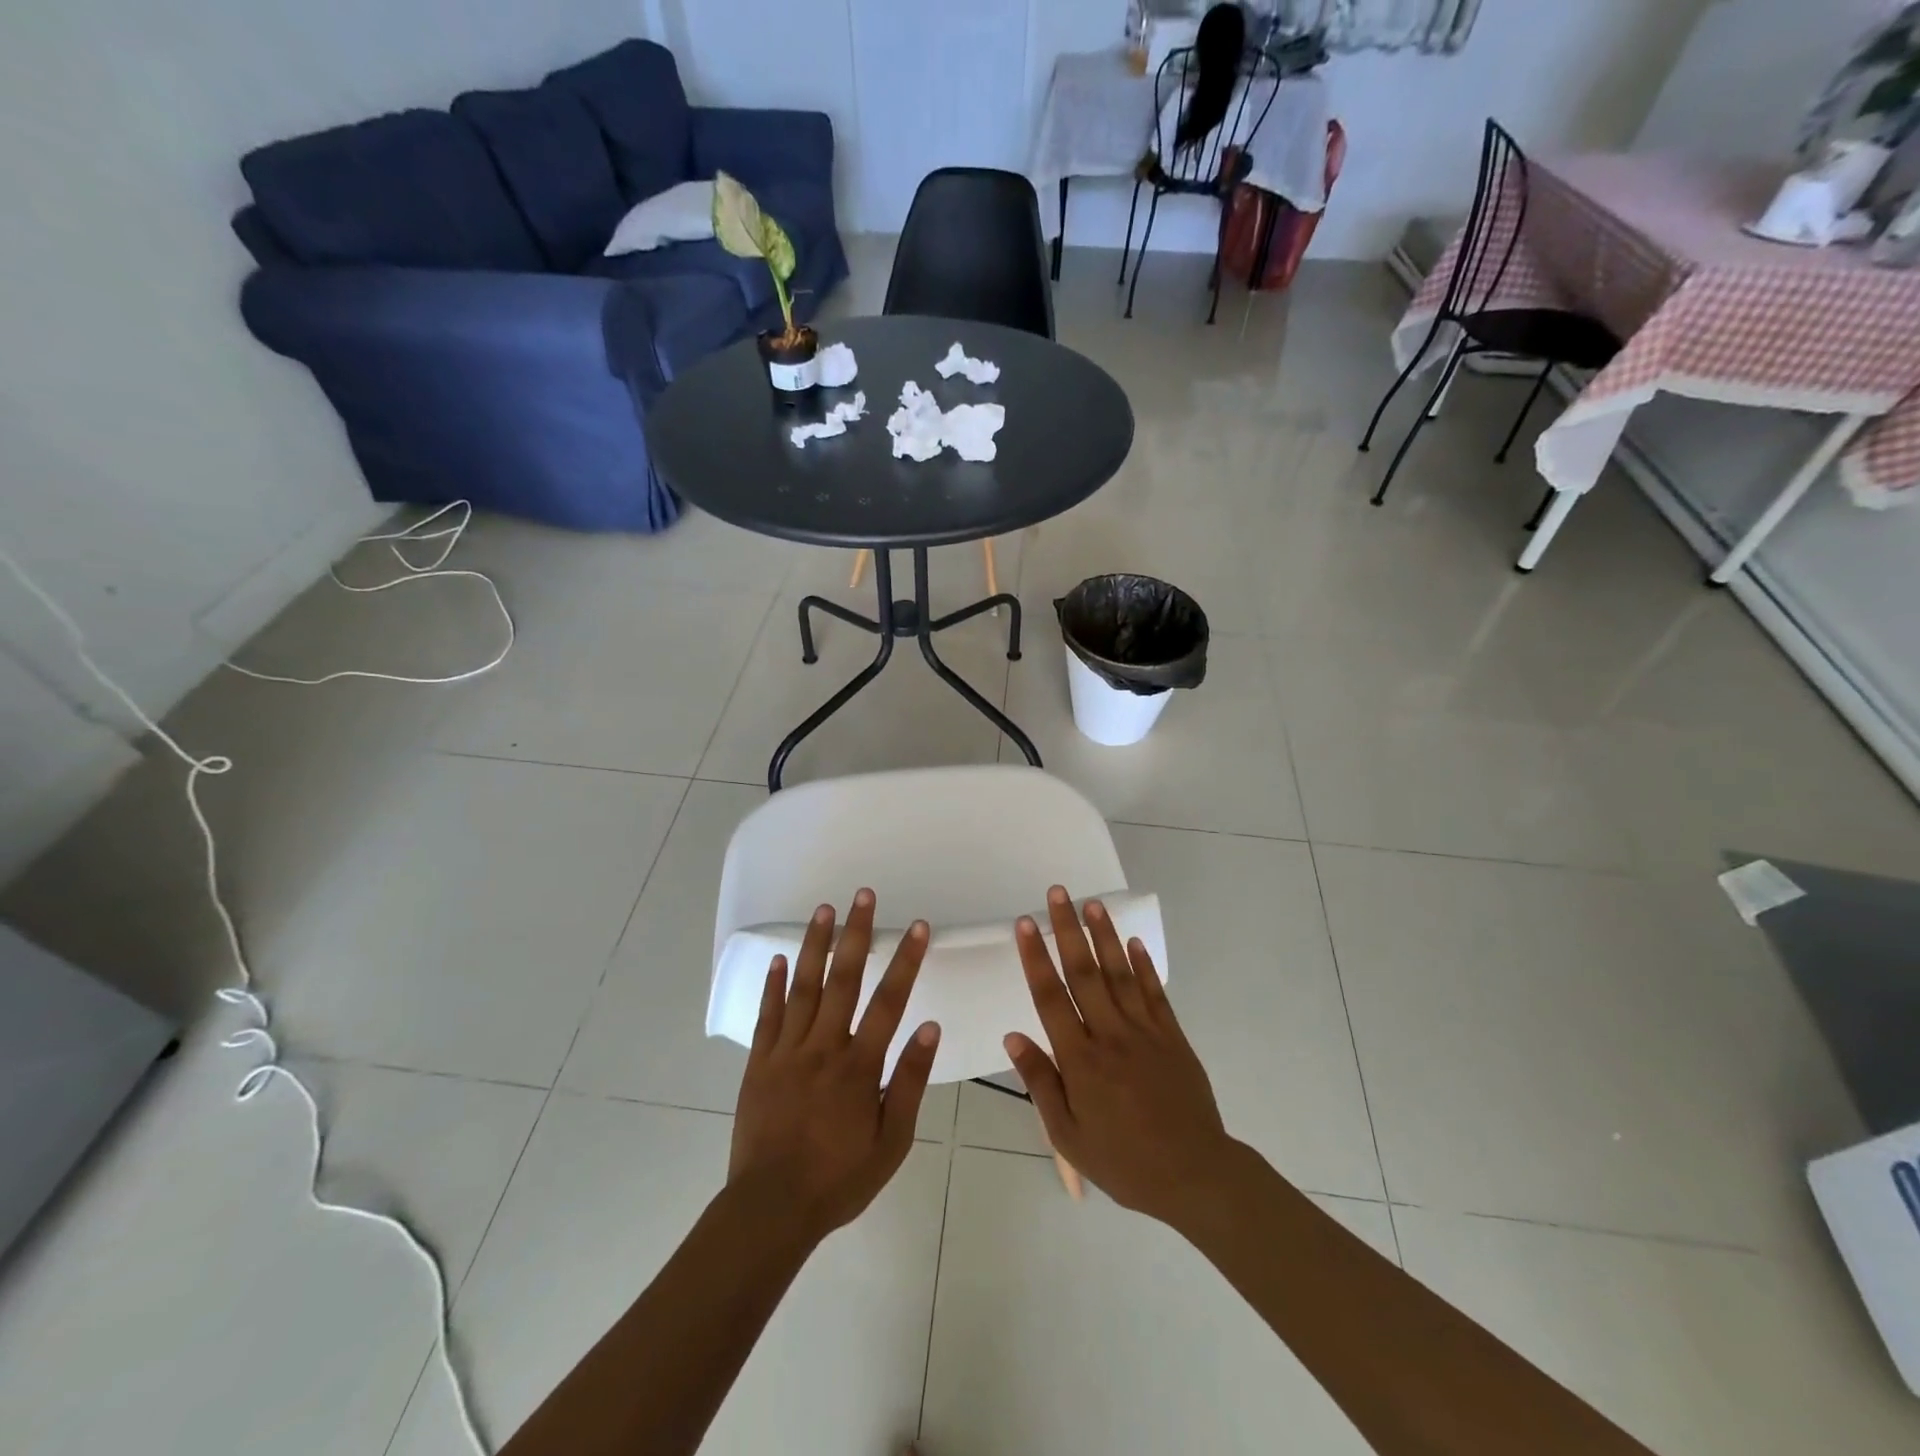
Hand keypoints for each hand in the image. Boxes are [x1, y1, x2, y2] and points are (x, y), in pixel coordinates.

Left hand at [729, 889, 940, 1244]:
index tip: (918, 927)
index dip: (906, 961)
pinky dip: (773, 985)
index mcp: (859, 1066)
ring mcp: (787, 1052)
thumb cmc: (839, 1178)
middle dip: (856, 934)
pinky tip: (780, 958)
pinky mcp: (759, 1063)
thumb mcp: (891, 1142)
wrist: (771, 1210)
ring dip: (815, 945)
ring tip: (824, 909)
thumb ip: (909, 1082)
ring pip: (804, 988)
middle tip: (864, 896)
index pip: (889, 1002)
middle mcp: (823, 1048)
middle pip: (844, 980)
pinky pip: (768, 1016)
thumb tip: (930, 1028)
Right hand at [1005, 886, 1239, 1229]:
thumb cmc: (1123, 1161)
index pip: (1051, 997)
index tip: (1025, 923)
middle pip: (1084, 973)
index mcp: (1081, 1060)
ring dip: (1105, 936)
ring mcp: (1145, 1032)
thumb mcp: (1068, 1135)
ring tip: (1093, 903)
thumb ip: (1040, 1082)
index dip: (1035, 957)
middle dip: (1068, 930)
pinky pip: (1154, 992)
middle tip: (1058, 893)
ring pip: (1119, 973)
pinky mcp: (1172, 1036)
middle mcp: (1110, 1035)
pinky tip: (1131, 941)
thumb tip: (1013, 1037)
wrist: (1193, 1176)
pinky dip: (1142, 965)